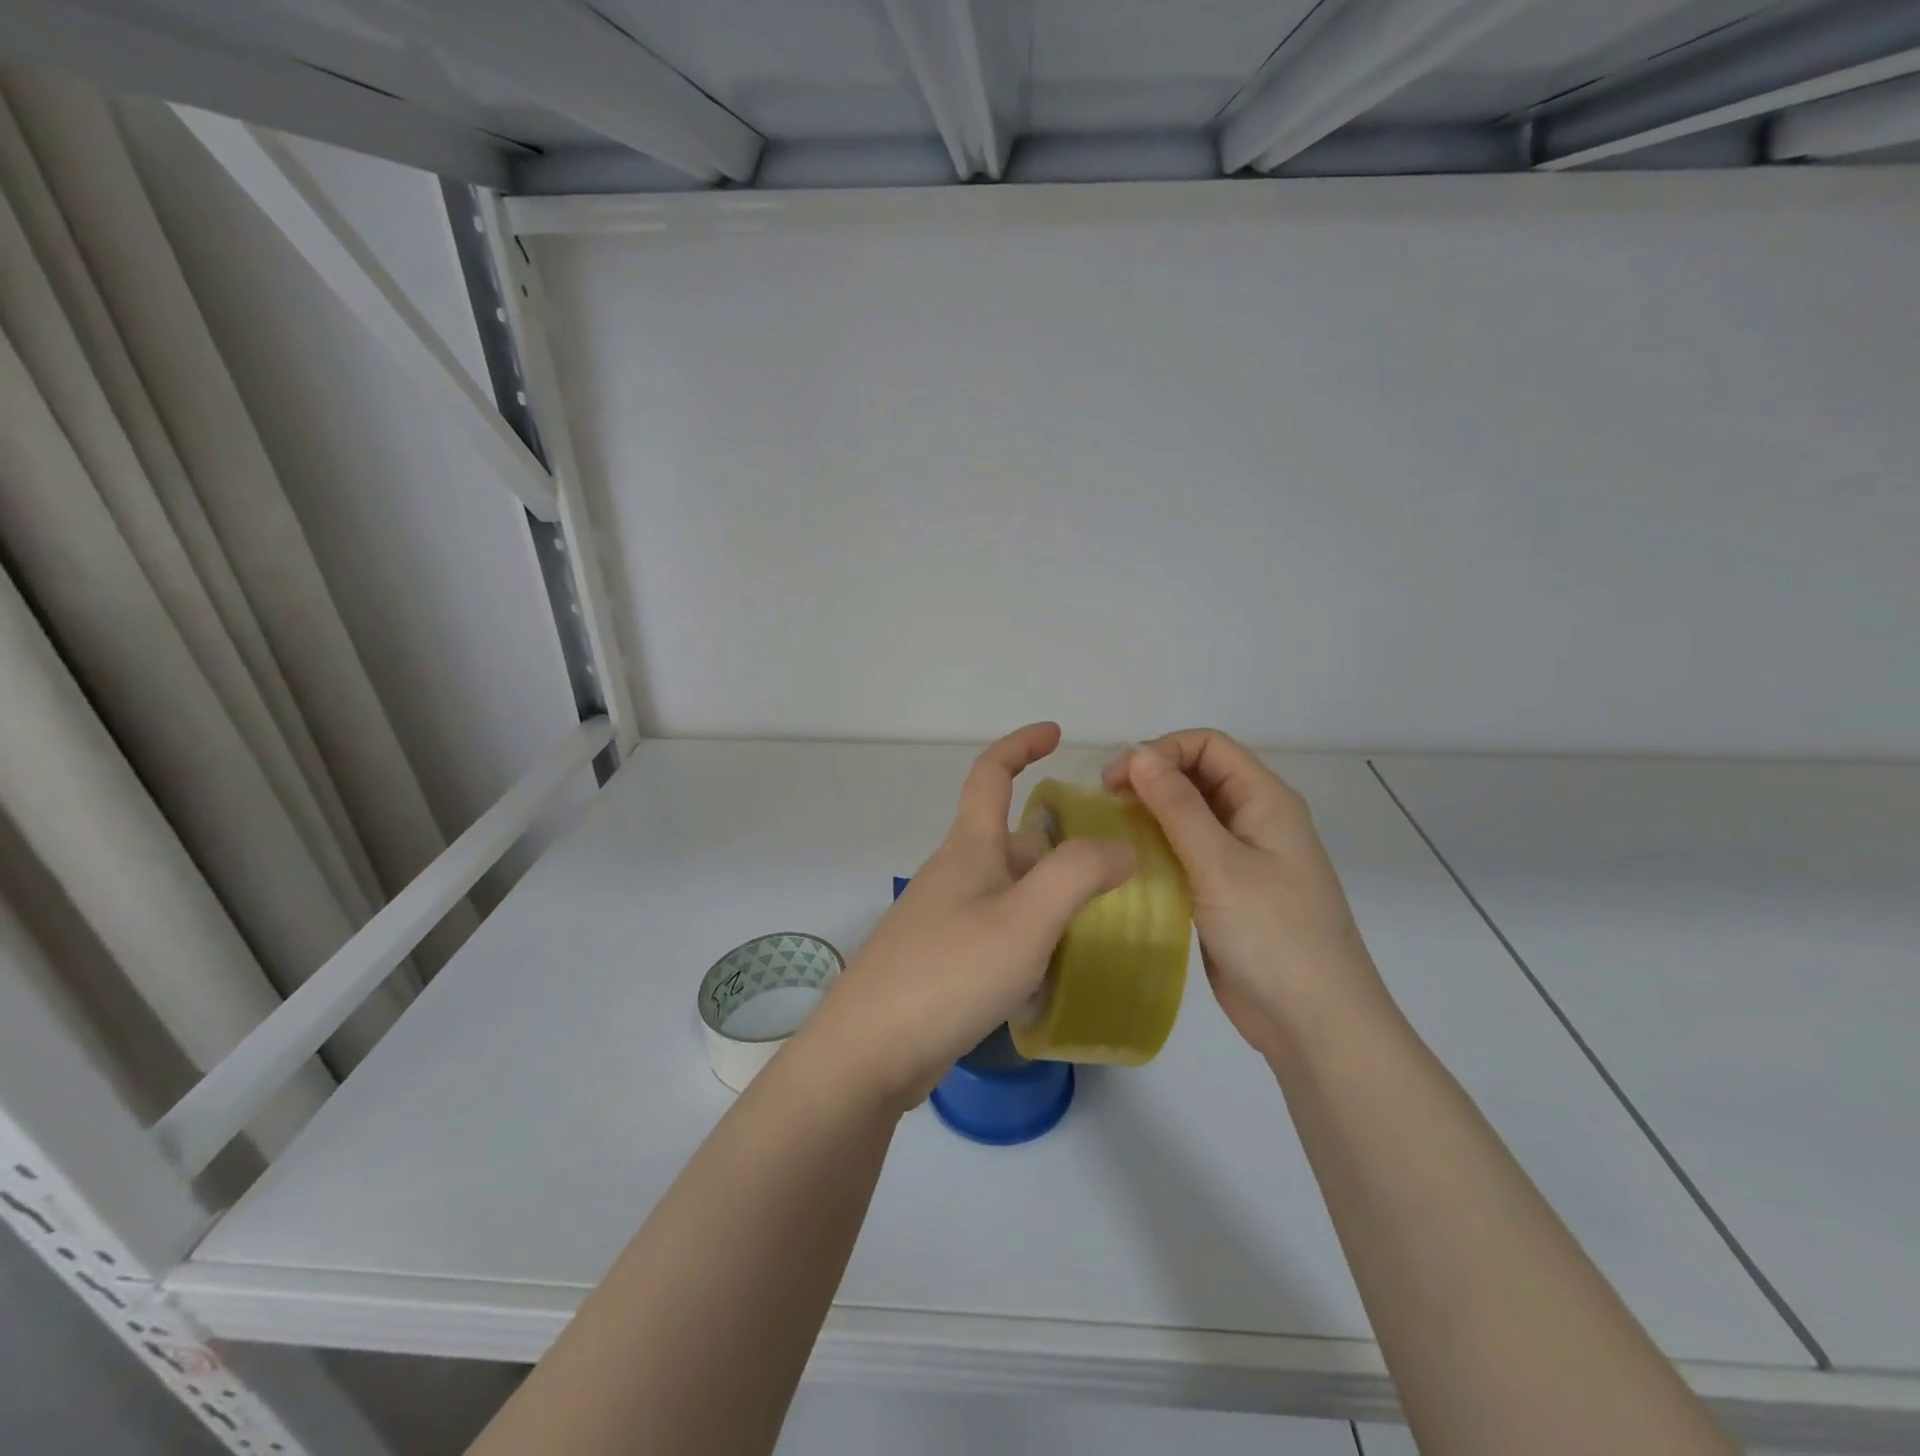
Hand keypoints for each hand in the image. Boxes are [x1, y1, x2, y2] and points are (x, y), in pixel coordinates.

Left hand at [797, 723, 1135, 1111]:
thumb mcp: (1025, 920)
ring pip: (1010, 886)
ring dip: (1052, 890)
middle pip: (1012, 837)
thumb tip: (1121, 846)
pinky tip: (1058, 963)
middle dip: (1061, 839)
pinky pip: (1000, 926)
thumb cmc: (948, 973)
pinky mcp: (944, 959)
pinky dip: (1034, 930)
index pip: (990, 774)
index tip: (1056, 734)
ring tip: (1105, 916)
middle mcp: (955, 874)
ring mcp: (946, 918)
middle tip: (1117, 862)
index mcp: (969, 849)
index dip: (1021, 744)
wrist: (869, 1052)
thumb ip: (1077, 875)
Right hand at [1104, 730, 1385, 1059]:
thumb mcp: (1220, 864)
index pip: (1209, 746)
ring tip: (1109, 831)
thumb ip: (1178, 807)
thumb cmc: (1272, 934)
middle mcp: (1253, 820)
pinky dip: (1156, 849)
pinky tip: (1127, 863)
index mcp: (1265, 800)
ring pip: (1188, 815)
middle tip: (1105, 803)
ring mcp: (1240, 857)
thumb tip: (1138, 755)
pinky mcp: (1224, 891)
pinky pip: (1186, 853)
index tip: (1118, 779)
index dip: (1162, 751)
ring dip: (1150, 815)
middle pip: (1197, 776)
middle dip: (1151, 779)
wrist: (1312, 1021)